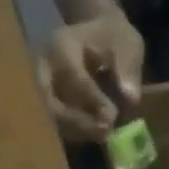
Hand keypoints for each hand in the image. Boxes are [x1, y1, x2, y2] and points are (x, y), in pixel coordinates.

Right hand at [38, 7, 146, 143]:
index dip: (92, 99)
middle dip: (77, 122)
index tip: (112, 117)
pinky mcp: (41, 99)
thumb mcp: (127, 44)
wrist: (96, 33)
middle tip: (105, 133)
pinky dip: (72, 132)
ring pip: (48, 115)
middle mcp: (43, 65)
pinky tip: (93, 135)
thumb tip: (130, 98)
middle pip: (49, 101)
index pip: (73, 76)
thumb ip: (128, 68)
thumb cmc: (113, 38)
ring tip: (103, 135)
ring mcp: (38, 84)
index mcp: (62, 46)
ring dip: (75, 131)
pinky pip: (52, 121)